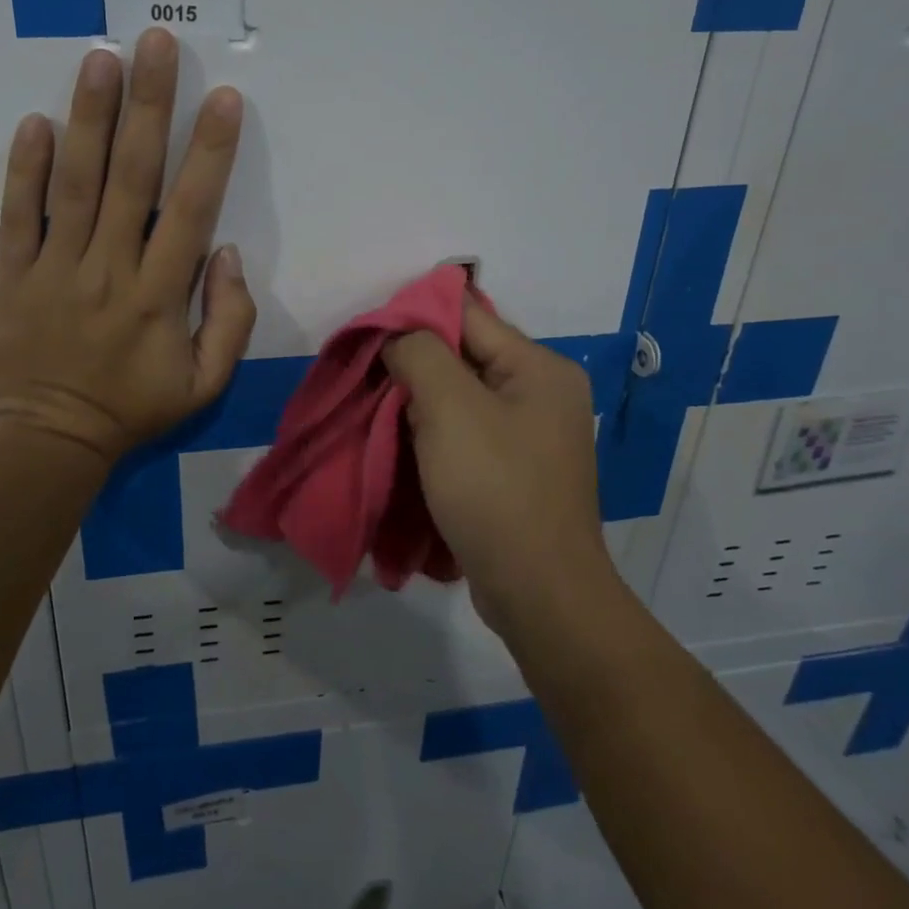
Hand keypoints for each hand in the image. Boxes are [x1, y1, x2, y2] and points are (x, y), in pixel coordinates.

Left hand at [0, 29, 256, 466]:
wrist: (47, 442)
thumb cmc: (131, 410)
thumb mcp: (204, 384)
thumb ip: (230, 321)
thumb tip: (227, 254)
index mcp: (160, 294)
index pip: (190, 209)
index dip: (210, 151)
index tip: (223, 98)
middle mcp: (110, 267)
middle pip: (131, 176)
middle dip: (149, 106)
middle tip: (156, 44)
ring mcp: (55, 268)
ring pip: (75, 183)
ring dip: (90, 118)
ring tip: (102, 60)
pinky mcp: (11, 274)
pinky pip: (17, 215)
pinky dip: (23, 168)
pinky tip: (35, 121)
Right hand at [383, 301, 618, 622]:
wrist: (538, 593)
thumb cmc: (495, 489)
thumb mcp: (450, 407)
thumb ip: (420, 354)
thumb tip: (399, 338)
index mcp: (539, 367)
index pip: (468, 315)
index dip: (415, 315)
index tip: (368, 333)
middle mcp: (541, 393)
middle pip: (464, 356)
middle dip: (413, 363)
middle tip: (366, 376)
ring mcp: (530, 435)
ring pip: (460, 397)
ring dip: (418, 401)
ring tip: (377, 410)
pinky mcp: (514, 470)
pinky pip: (465, 433)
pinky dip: (433, 432)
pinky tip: (402, 442)